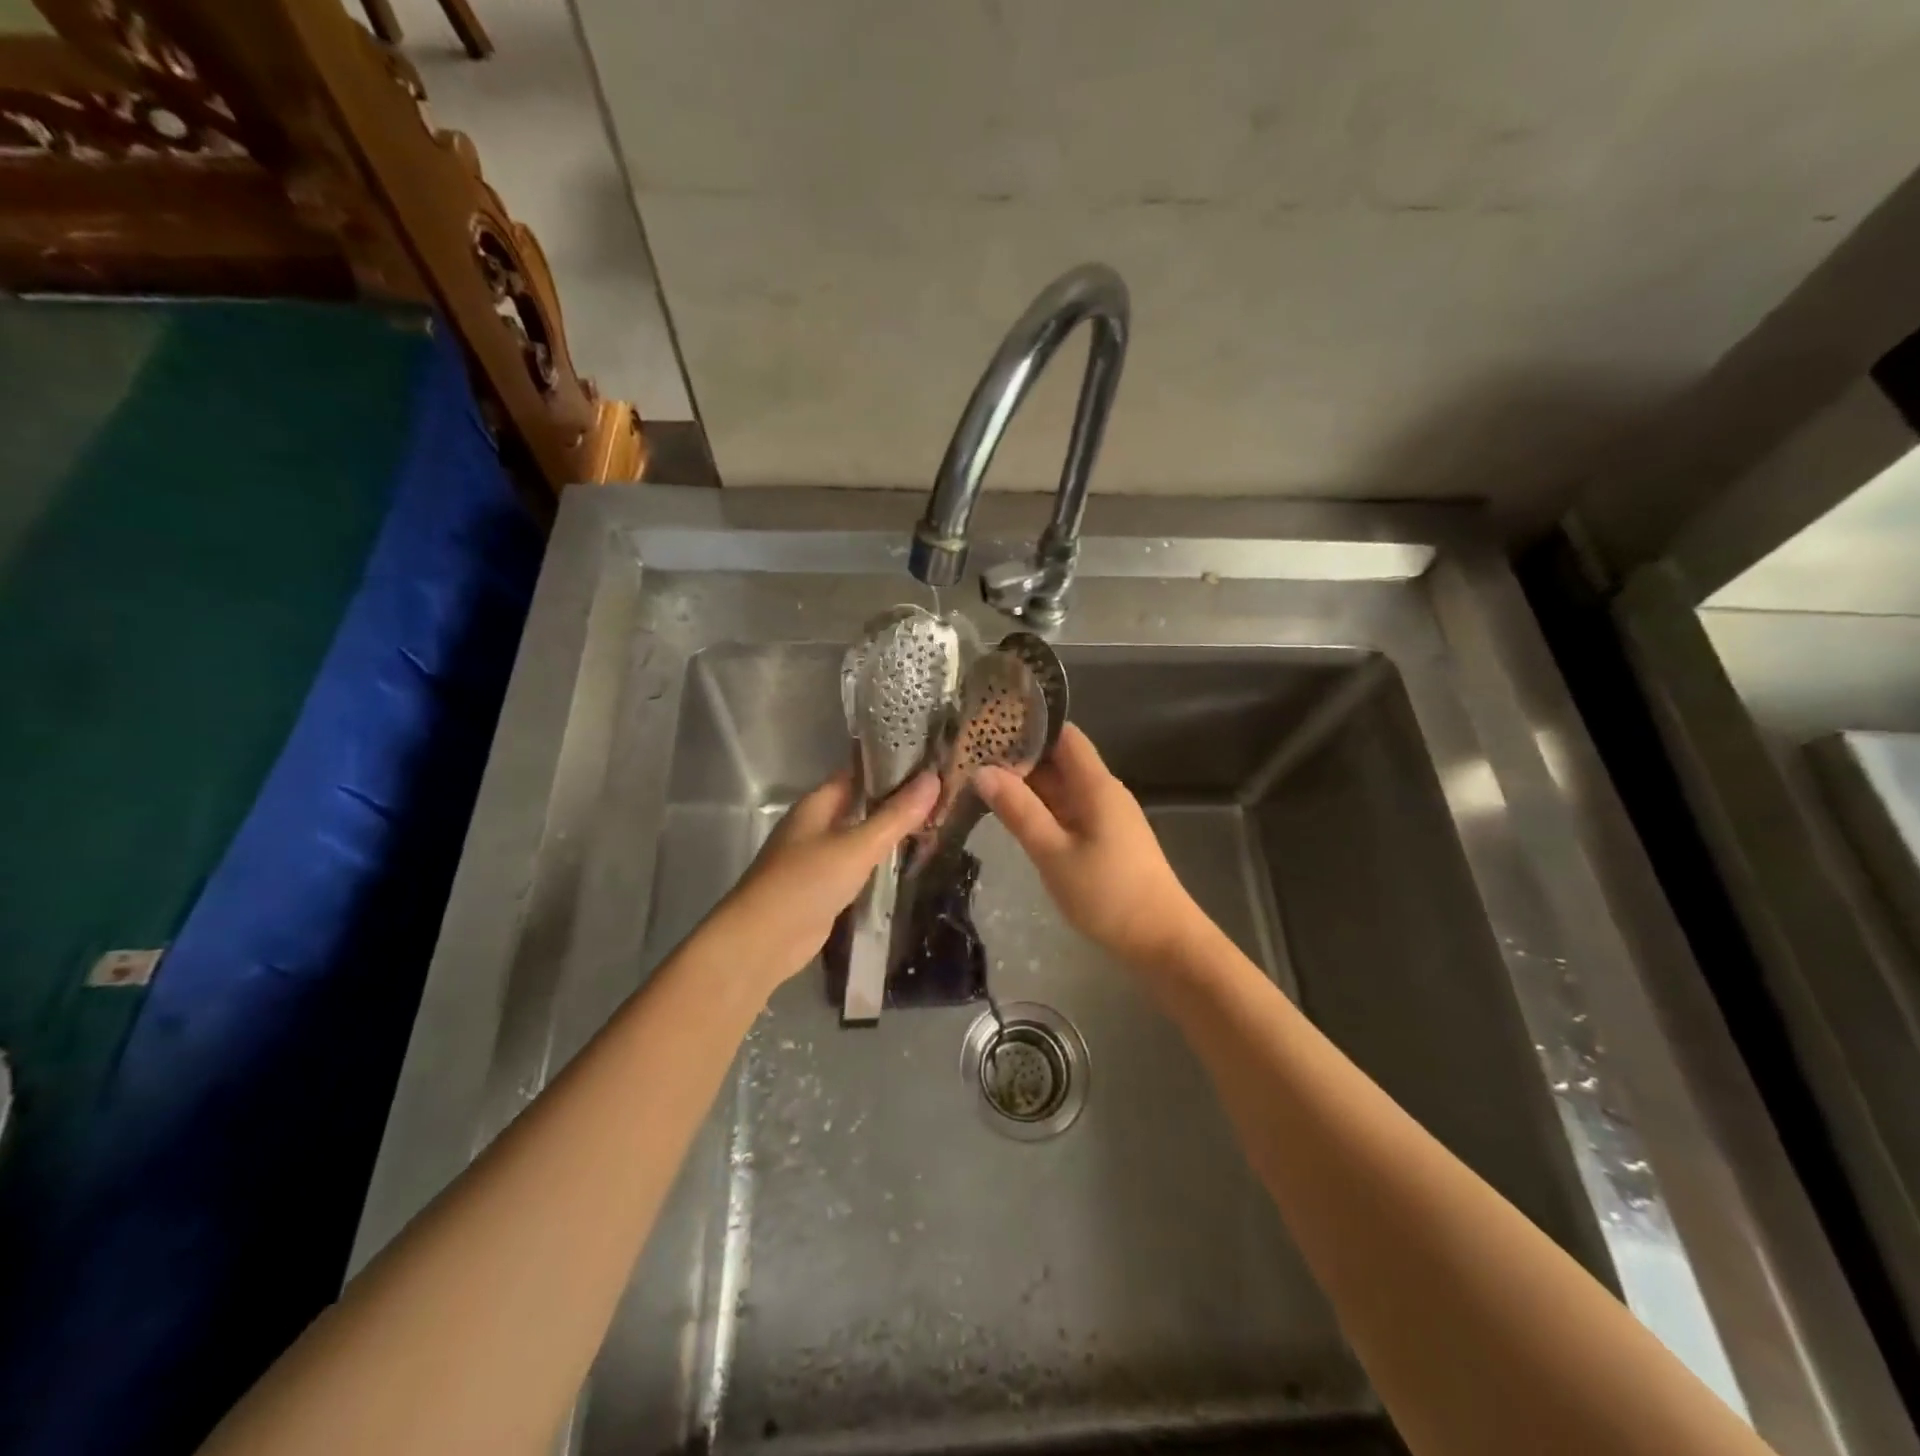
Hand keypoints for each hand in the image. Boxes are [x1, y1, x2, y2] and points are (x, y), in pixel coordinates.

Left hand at [704, 770, 938, 992]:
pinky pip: (857, 865)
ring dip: (890, 832)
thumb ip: (895, 816)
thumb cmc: (806, 882)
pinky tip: (907, 862)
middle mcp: (816, 824)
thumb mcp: (857, 846)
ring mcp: (818, 857)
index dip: (892, 767)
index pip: (859, 773)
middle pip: (861, 804)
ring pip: (861, 835)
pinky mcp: (824, 887)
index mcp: (818, 803)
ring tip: (935, 824)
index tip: (931, 764)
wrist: (763, 941)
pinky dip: (880, 861)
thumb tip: (933, 778)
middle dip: (897, 801)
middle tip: (943, 796)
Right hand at [975, 724, 1204, 966]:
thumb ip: (1019, 810)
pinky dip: (1040, 809)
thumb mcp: (1053, 853)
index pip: (1063, 735)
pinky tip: (1012, 815)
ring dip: (1026, 786)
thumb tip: (983, 771)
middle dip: (1018, 758)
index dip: (1029, 727)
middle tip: (970, 757)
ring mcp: (1105, 817)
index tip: (988, 727)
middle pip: (1059, 761)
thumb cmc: (1108, 894)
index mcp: (1096, 785)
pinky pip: (1067, 811)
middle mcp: (1103, 792)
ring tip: (980, 782)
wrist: (1162, 941)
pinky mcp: (1105, 840)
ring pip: (1061, 788)